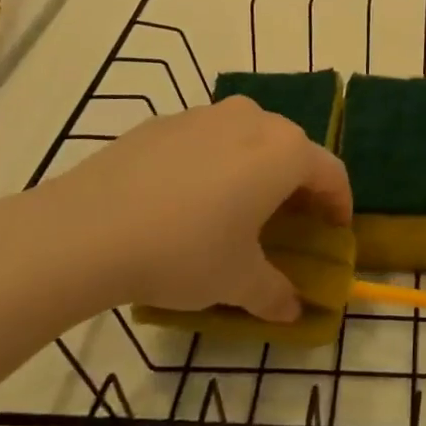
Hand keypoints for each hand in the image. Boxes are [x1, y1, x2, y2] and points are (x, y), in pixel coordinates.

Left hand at [0, 98, 352, 325]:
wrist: (86, 229)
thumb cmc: (184, 251)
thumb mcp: (237, 281)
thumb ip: (274, 294)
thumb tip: (292, 310)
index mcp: (283, 152)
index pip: (331, 172)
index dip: (339, 204)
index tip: (335, 231)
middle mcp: (252, 120)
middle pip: (291, 148)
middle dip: (298, 184)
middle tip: (290, 222)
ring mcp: (205, 114)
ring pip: (248, 138)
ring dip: (255, 169)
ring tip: (238, 207)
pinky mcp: (164, 121)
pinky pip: (207, 139)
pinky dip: (214, 163)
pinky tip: (188, 199)